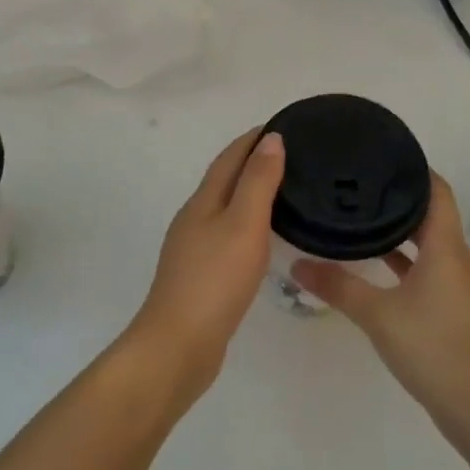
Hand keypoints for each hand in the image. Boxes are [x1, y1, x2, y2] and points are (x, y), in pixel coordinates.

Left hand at [128, 130, 286, 397]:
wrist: (179, 344)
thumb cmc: (214, 280)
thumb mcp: (243, 225)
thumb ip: (258, 182)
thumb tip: (271, 139)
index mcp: (202, 202)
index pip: (229, 158)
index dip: (252, 139)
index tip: (281, 124)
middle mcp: (193, 220)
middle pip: (223, 181)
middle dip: (251, 163)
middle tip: (291, 156)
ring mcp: (193, 250)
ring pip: (224, 209)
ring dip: (248, 194)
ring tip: (282, 191)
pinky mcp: (200, 276)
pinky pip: (226, 237)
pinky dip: (246, 225)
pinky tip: (260, 239)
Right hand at [293, 174, 469, 427]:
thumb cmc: (432, 347)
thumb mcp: (377, 314)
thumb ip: (337, 286)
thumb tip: (296, 265)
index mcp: (445, 247)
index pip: (435, 189)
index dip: (412, 168)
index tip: (378, 154)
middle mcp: (454, 257)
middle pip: (429, 212)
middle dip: (396, 196)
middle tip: (355, 182)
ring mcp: (453, 283)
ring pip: (424, 242)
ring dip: (397, 229)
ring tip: (357, 214)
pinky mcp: (448, 306)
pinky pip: (423, 267)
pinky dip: (400, 259)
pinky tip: (370, 262)